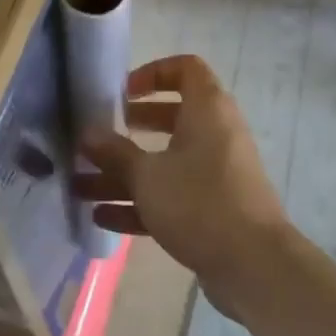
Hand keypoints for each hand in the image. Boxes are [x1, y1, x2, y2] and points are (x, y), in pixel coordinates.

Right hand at [77, 55, 291, 318]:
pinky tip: (101, 218)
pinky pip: (172, 195)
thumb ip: (115, 153)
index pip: (185, 69)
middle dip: (131, 128)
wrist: (254, 266)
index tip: (122, 92)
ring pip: (166, 162)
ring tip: (81, 186)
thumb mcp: (148, 175)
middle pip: (171, 117)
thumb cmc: (200, 202)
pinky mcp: (213, 209)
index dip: (153, 73)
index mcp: (207, 110)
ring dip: (125, 174)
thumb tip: (87, 133)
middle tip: (99, 136)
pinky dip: (141, 202)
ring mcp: (216, 174)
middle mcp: (215, 135)